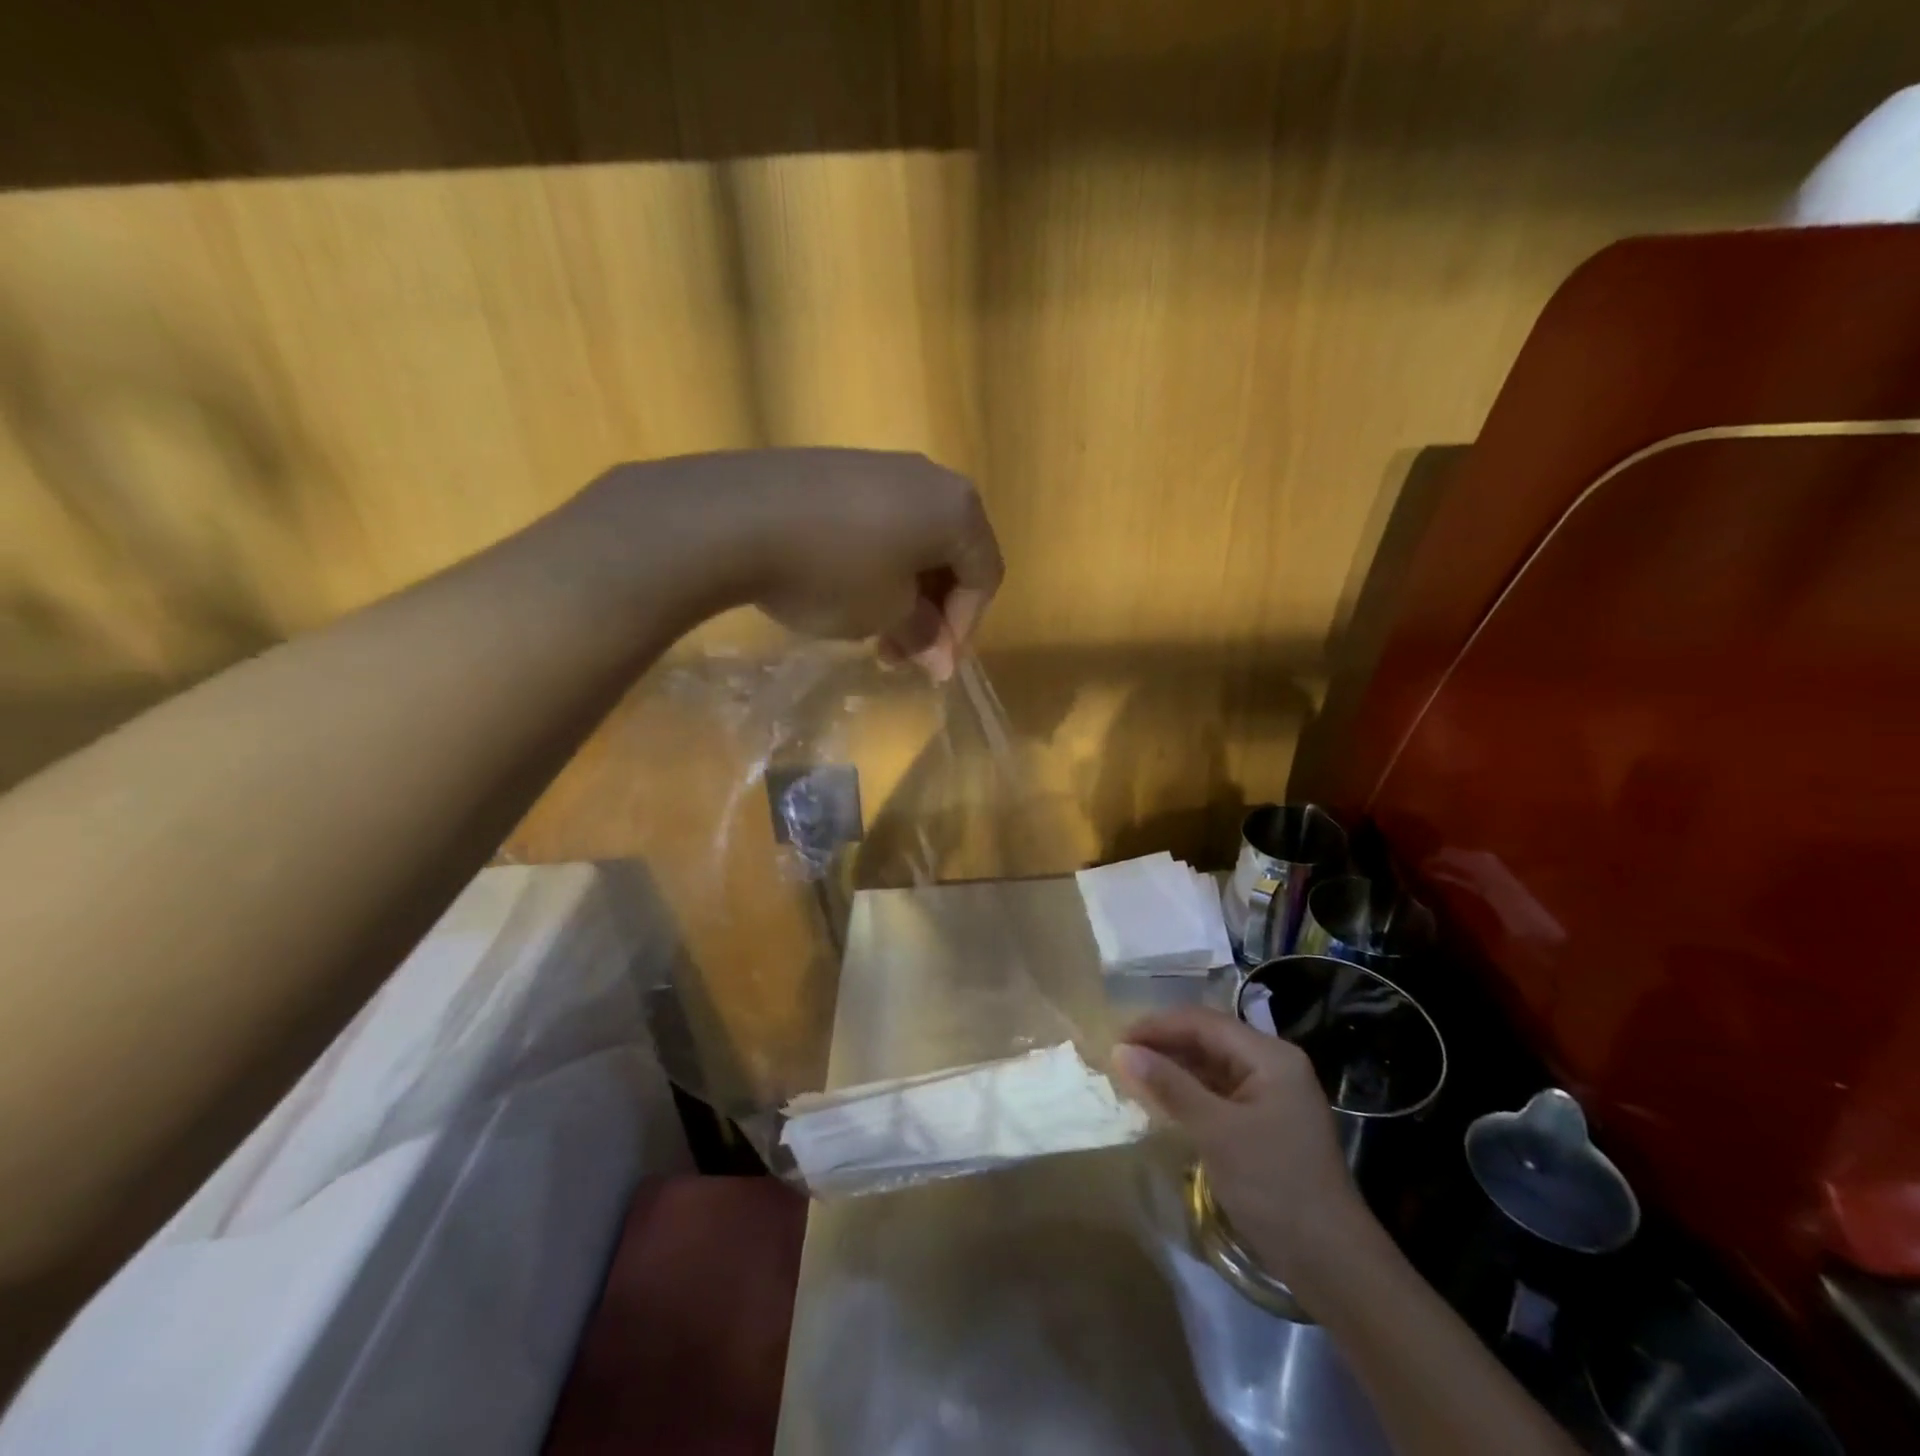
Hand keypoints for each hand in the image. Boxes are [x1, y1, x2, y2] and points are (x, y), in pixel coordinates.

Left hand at [575, 449, 1002, 679]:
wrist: (735, 518)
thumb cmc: (833, 572)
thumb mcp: (887, 613)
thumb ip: (924, 632)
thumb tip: (940, 658)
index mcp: (957, 509)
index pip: (985, 575)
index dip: (965, 627)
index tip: (933, 665)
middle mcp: (928, 478)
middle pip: (951, 555)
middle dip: (933, 613)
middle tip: (904, 654)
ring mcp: (880, 467)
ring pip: (913, 541)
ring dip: (904, 594)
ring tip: (873, 632)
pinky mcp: (838, 469)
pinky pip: (879, 522)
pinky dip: (876, 564)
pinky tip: (845, 592)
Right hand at [1112, 1005, 1364, 1288]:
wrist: (1332, 1263)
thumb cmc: (1274, 1186)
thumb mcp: (1216, 1132)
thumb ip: (1169, 1086)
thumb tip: (1121, 1051)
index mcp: (1270, 1056)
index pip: (1203, 1022)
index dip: (1157, 1026)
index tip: (1117, 1039)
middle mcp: (1272, 1065)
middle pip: (1208, 1039)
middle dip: (1164, 1044)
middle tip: (1120, 1056)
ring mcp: (1271, 1094)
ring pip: (1211, 1065)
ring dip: (1173, 1068)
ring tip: (1132, 1074)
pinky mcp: (1264, 1121)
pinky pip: (1218, 1091)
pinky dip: (1189, 1091)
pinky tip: (1162, 1100)